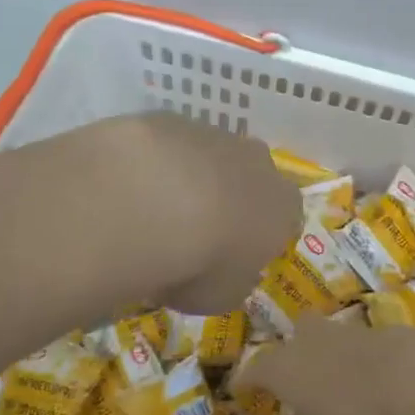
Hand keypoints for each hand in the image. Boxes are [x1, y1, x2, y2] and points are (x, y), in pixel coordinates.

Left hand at [92, 112, 301, 315]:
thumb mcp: (222, 296)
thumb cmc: (200, 262)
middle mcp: (257, 163)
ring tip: (152, 211)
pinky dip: (153, 163)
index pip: (286, 219)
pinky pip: (166, 145)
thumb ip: (232, 281)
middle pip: (251, 178)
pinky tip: (128, 187)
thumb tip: (230, 274)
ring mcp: (214, 134)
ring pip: (208, 156)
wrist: (148, 203)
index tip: (235, 256)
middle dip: (229, 198)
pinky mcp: (169, 119)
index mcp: (282, 206)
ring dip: (189, 178)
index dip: (260, 237)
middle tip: (195, 230)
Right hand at [236, 320, 414, 414]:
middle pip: (293, 340)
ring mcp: (347, 331)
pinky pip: (359, 350)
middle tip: (294, 382)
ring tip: (336, 390)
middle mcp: (310, 340)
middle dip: (291, 358)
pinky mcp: (382, 332)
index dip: (245, 383)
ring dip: (328, 362)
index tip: (239, 392)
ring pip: (328, 341)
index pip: (253, 370)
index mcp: (283, 366)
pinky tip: (370, 387)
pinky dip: (359, 366)